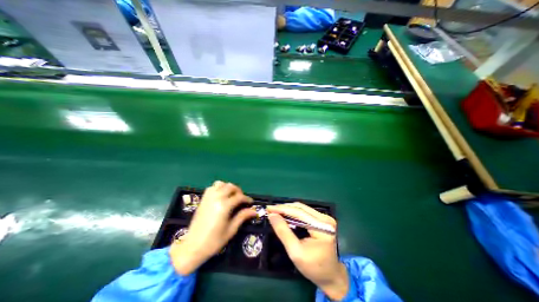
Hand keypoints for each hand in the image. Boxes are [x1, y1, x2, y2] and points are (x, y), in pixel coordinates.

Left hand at [172, 180, 255, 274]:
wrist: (192, 247)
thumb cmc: (214, 241)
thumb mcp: (231, 230)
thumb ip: (242, 217)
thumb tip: (254, 211)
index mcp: (224, 206)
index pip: (239, 197)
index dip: (247, 199)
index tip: (251, 203)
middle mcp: (216, 198)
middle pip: (230, 186)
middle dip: (238, 191)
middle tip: (241, 199)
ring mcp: (208, 198)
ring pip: (220, 184)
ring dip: (228, 187)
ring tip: (231, 196)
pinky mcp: (203, 200)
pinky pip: (211, 187)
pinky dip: (218, 188)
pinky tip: (220, 196)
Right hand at [266, 203, 349, 299]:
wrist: (331, 276)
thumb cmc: (313, 268)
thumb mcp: (295, 252)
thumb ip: (283, 232)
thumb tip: (272, 216)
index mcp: (322, 227)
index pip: (299, 213)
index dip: (282, 209)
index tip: (269, 208)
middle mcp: (325, 219)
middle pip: (301, 208)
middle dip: (284, 208)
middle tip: (270, 210)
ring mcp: (325, 218)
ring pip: (302, 208)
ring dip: (288, 209)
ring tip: (275, 211)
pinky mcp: (322, 220)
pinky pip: (305, 212)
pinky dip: (293, 213)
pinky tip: (285, 215)